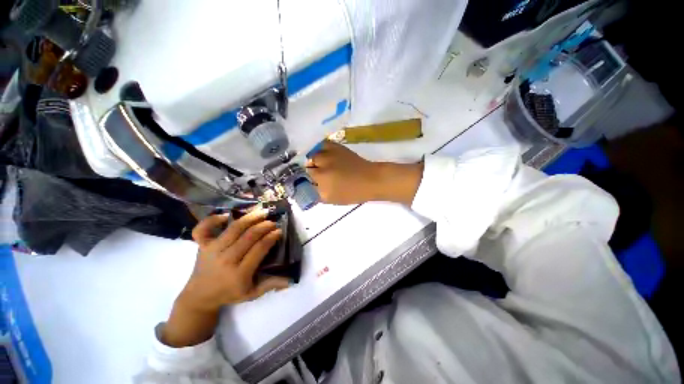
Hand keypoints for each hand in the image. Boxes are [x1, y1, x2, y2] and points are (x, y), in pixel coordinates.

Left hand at [162, 209, 288, 346]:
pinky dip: (213, 219)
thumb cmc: (229, 293)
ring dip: (249, 218)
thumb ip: (270, 284)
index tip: (279, 231)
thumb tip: (291, 280)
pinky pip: (203, 228)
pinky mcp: (201, 245)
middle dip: (264, 226)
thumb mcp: (252, 294)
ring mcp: (212, 251)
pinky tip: (226, 215)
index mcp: (239, 274)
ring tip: (261, 212)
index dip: (271, 237)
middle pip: (249, 236)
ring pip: (233, 229)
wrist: (199, 297)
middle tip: (273, 222)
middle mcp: (226, 260)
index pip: (259, 249)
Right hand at [306, 141, 423, 205]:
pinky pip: (321, 144)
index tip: (305, 181)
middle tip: (312, 173)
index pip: (302, 177)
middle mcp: (323, 164)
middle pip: (306, 164)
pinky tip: (321, 154)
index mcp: (322, 179)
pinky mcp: (336, 146)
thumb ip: (316, 194)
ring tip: (316, 163)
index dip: (303, 179)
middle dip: (307, 169)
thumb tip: (306, 188)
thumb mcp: (331, 199)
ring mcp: (329, 153)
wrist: (370, 179)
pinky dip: (318, 149)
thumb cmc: (352, 193)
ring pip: (312, 153)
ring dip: (312, 158)